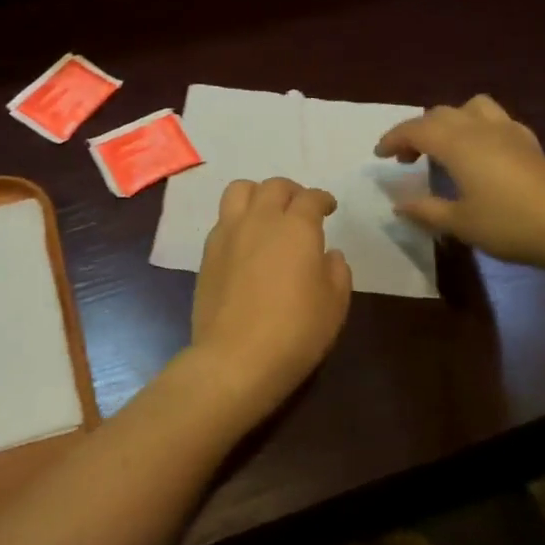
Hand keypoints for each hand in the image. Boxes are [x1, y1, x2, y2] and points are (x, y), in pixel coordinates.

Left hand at [188, 178, 352, 425]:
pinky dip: (238, 219)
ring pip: (240, 190)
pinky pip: (223, 219)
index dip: (322, 199)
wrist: (235, 358)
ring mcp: (228, 234)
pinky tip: (246, 242)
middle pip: (274, 186)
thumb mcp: (334, 304)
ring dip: (258, 194)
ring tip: (267, 214)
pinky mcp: (207, 253)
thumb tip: (328, 254)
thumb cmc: (295, 331)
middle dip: (291, 192)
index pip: (310, 198)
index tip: (328, 208)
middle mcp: (260, 220)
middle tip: (300, 208)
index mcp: (296, 228)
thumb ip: (336, 271)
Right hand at [375, 95, 544, 270]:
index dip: (393, 138)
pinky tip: (482, 153)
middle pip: (440, 114)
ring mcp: (508, 131)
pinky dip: (478, 128)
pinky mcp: (529, 142)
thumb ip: (426, 210)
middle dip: (417, 131)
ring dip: (450, 120)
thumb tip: (399, 204)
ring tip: (445, 146)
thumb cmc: (507, 224)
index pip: (415, 129)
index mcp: (456, 143)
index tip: (380, 154)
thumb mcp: (459, 223)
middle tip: (407, 158)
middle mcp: (479, 128)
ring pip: (471, 107)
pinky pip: (496, 120)